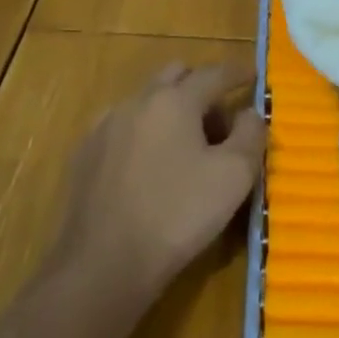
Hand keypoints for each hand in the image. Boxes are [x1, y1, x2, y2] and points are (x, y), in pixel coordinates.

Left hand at [51, 62, 265, 302]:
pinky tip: (149, 166)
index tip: (252, 75)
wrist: (103, 264)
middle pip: (175, 76)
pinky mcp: (85, 154)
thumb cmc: (177, 215)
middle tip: (219, 121)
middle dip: (200, 87)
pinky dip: (143, 132)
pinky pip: (123, 126)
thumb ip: (250, 135)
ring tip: (184, 147)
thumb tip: (249, 113)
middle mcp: (137, 101)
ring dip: (170, 110)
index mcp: (175, 100)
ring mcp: (106, 126)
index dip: (237, 73)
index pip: (214, 74)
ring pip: (146, 100)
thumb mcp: (234, 176)